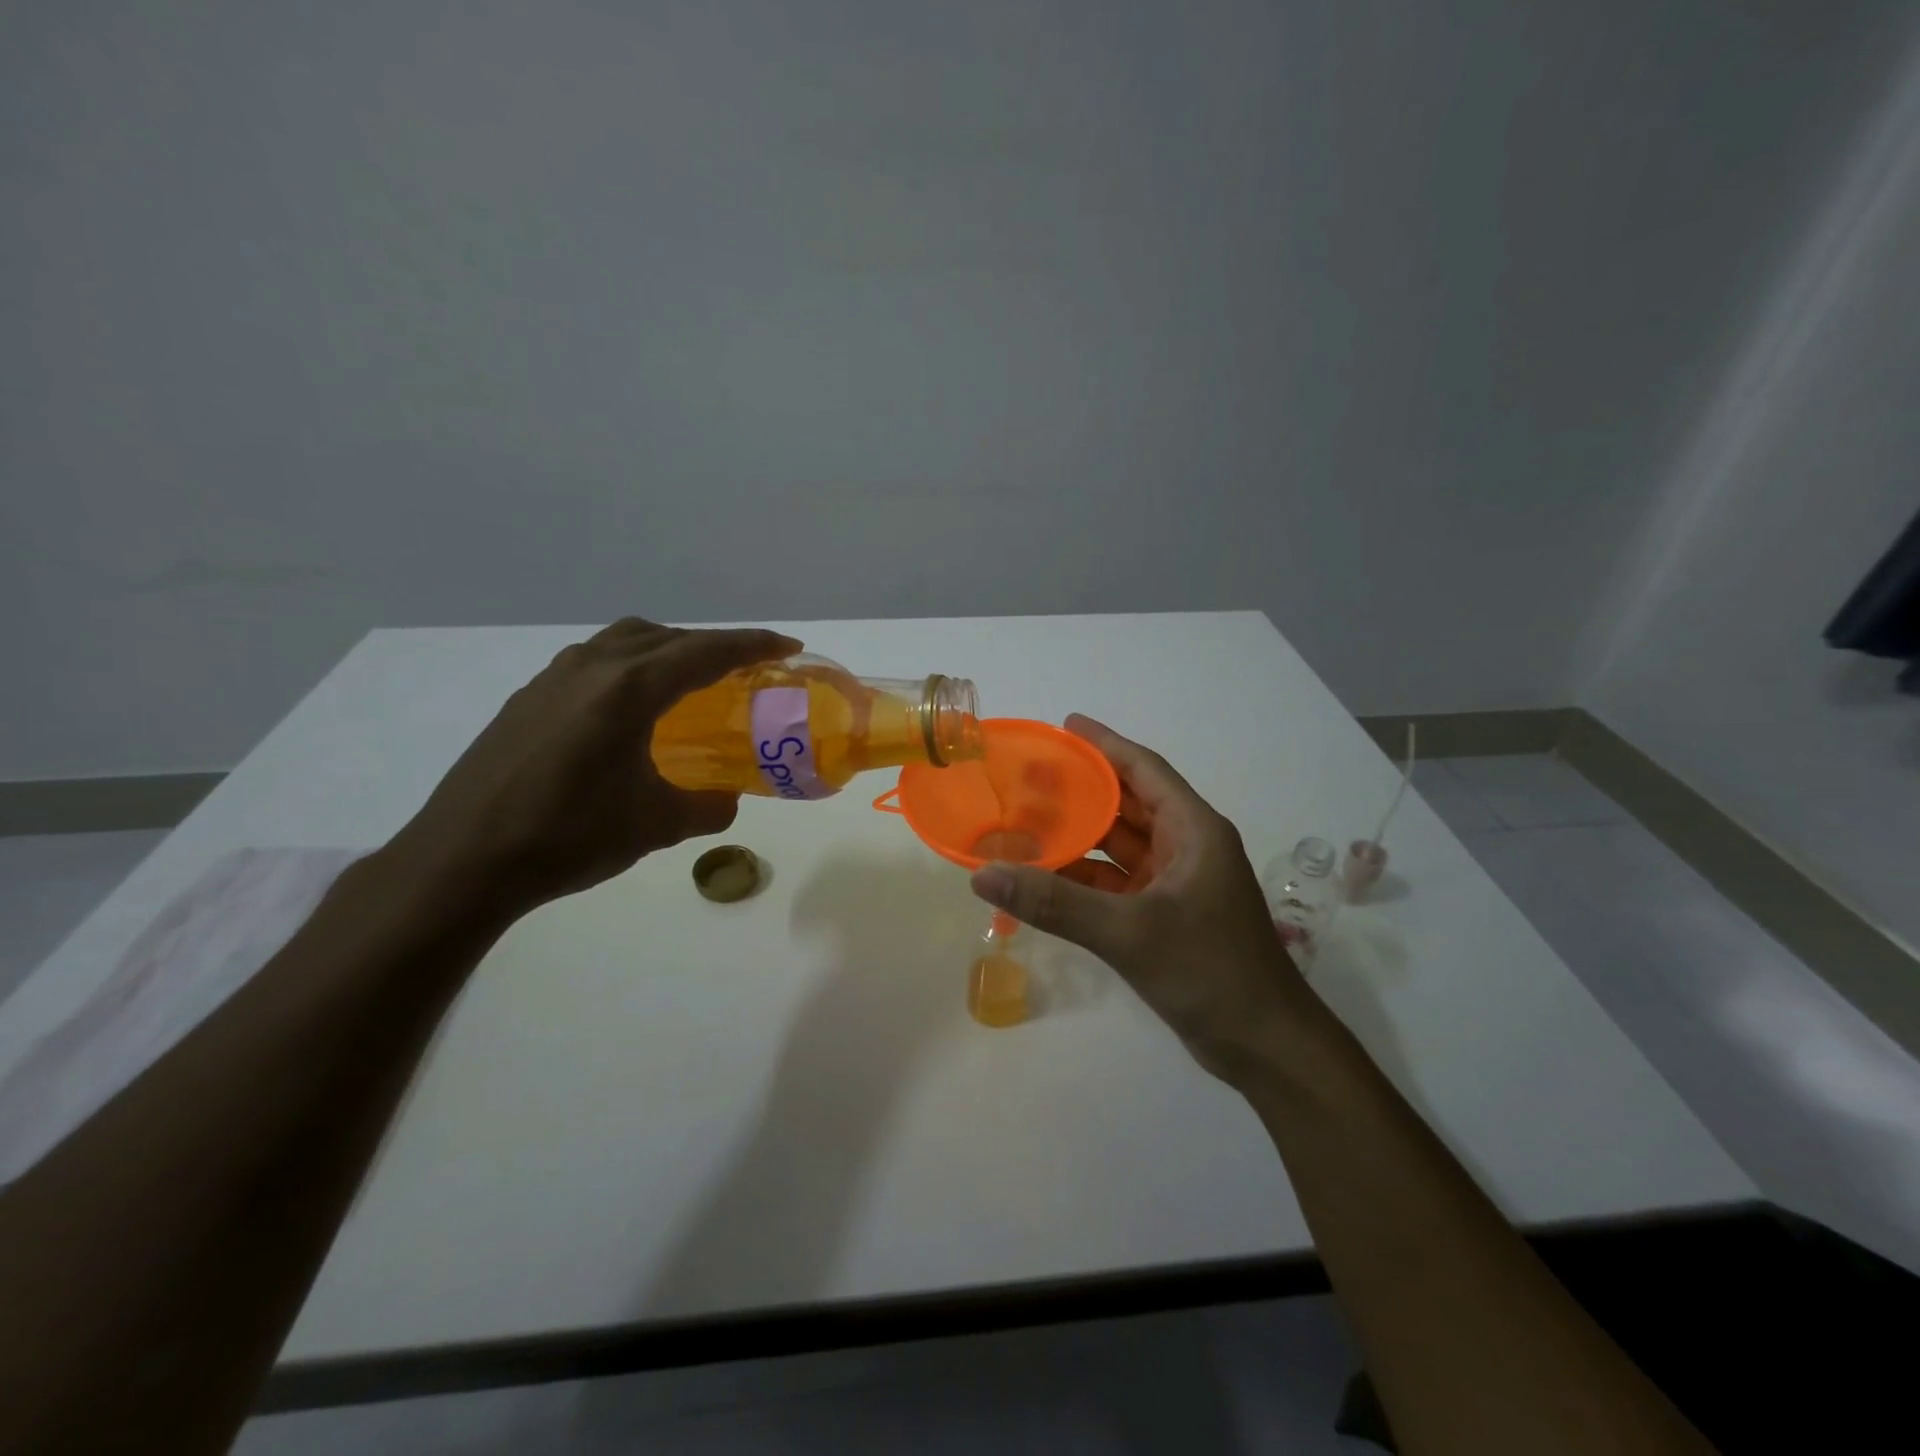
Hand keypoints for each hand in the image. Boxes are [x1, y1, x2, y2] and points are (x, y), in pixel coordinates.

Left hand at [381, 618, 799, 921]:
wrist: (462, 861)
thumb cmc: (568, 837)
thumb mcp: (655, 825)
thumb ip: (706, 808)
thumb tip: (727, 800)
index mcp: (628, 690)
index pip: (705, 652)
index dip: (752, 646)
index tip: (788, 647)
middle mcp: (592, 668)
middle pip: (666, 637)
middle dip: (713, 645)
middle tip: (746, 668)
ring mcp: (553, 679)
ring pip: (625, 641)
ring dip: (668, 649)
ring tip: (692, 679)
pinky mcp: (528, 698)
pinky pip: (595, 661)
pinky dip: (630, 665)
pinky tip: (631, 706)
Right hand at [969, 714, 1312, 1082]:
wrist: (1265, 1047)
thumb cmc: (1210, 971)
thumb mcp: (1129, 932)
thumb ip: (1055, 903)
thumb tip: (984, 874)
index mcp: (1194, 830)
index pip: (1144, 770)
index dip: (1105, 744)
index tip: (1065, 725)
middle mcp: (1187, 848)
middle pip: (1129, 805)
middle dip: (1082, 790)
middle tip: (1029, 776)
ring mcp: (1177, 885)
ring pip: (1120, 847)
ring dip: (1079, 837)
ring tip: (1026, 823)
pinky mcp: (1166, 918)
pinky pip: (1117, 885)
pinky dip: (1083, 880)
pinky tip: (1045, 879)